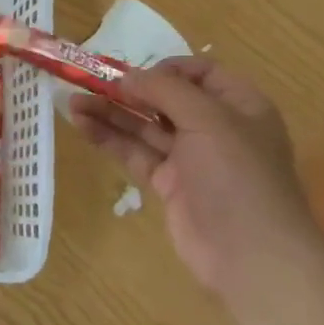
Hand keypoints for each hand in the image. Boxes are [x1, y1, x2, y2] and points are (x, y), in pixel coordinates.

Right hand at [69, 58, 316, 294]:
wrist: (251, 256)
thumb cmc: (238, 175)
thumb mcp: (208, 120)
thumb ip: (166, 90)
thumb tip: (128, 76)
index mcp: (239, 105)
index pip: (201, 73)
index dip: (166, 69)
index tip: (135, 74)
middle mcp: (216, 127)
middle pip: (166, 99)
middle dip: (128, 90)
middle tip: (89, 83)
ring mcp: (191, 158)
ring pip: (145, 126)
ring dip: (111, 112)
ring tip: (72, 101)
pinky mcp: (169, 184)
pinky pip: (136, 153)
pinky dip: (110, 138)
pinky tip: (82, 125)